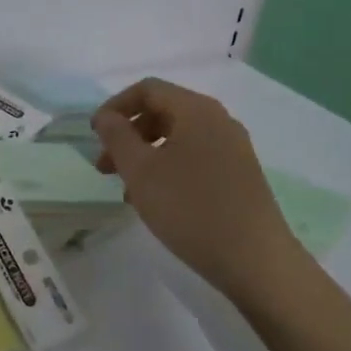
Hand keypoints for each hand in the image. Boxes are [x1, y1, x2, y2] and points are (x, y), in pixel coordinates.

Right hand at [93, 78, 301, 293]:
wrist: (256, 260)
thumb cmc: (190, 209)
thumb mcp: (141, 172)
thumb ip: (117, 137)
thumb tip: (106, 116)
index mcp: (196, 110)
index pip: (148, 89)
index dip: (115, 106)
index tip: (94, 134)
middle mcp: (219, 120)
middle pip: (163, 111)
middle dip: (129, 133)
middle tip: (105, 166)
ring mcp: (233, 148)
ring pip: (178, 137)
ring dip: (146, 154)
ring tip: (126, 188)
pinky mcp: (240, 174)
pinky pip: (195, 157)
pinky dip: (168, 167)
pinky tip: (157, 200)